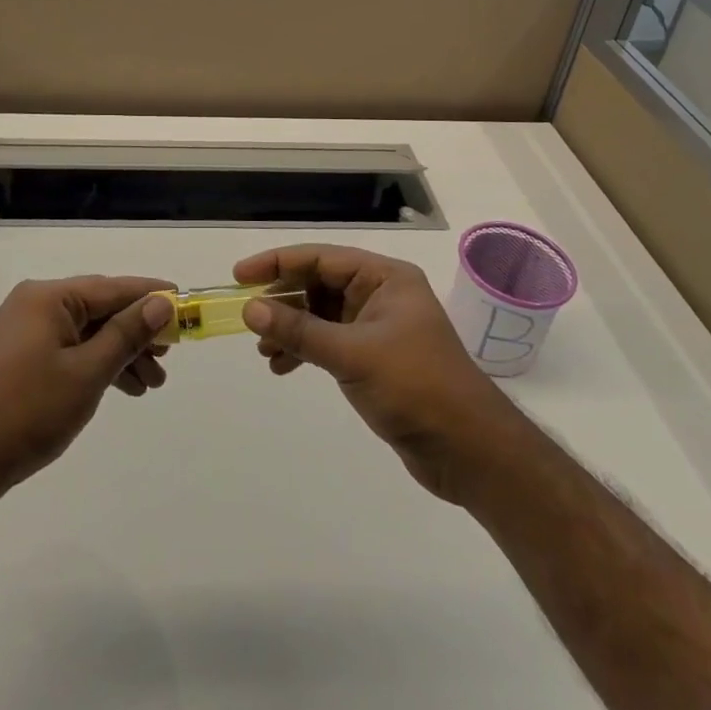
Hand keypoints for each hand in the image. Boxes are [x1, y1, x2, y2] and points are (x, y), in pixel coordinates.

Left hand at [0, 276, 173, 511]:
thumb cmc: (29, 410)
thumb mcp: (87, 372)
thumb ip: (127, 334)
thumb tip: (162, 301)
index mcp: (48, 297)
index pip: (112, 288)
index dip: (151, 296)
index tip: (185, 303)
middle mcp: (37, 304)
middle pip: (102, 309)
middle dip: (138, 333)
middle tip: (170, 356)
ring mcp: (28, 330)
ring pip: (89, 332)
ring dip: (122, 354)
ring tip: (153, 384)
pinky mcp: (24, 356)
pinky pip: (72, 349)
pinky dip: (98, 365)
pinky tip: (125, 388)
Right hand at [238, 245, 514, 502]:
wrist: (470, 451)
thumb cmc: (415, 387)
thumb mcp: (352, 354)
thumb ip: (299, 331)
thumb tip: (250, 308)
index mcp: (385, 278)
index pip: (321, 258)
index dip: (278, 263)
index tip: (240, 276)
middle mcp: (381, 295)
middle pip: (318, 284)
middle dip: (282, 302)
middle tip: (249, 319)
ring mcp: (378, 327)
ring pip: (320, 315)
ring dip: (290, 330)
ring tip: (264, 351)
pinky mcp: (375, 358)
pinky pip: (329, 341)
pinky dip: (305, 351)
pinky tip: (283, 368)